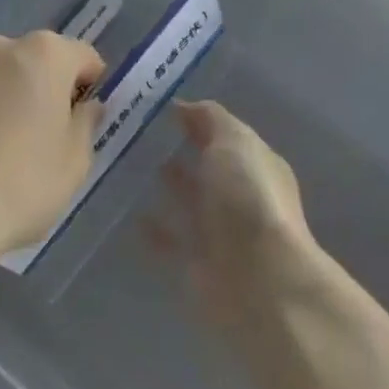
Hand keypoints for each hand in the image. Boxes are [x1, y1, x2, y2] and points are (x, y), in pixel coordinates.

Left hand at [0, 32, 103, 267]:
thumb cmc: (22, 181)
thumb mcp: (75, 161)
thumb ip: (86, 123)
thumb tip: (85, 106)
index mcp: (47, 53)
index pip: (84, 58)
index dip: (90, 87)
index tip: (84, 122)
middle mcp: (4, 45)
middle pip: (41, 61)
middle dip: (49, 88)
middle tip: (49, 136)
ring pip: (5, 75)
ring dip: (14, 97)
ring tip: (10, 146)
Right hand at [147, 100, 318, 322]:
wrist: (260, 283)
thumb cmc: (249, 200)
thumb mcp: (234, 141)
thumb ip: (210, 119)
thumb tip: (184, 106)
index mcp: (254, 164)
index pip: (223, 134)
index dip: (196, 120)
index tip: (156, 107)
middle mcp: (240, 197)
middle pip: (207, 168)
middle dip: (180, 152)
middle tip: (134, 135)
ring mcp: (220, 233)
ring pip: (188, 203)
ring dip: (167, 188)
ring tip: (128, 167)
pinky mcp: (198, 265)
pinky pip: (170, 241)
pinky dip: (153, 230)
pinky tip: (128, 214)